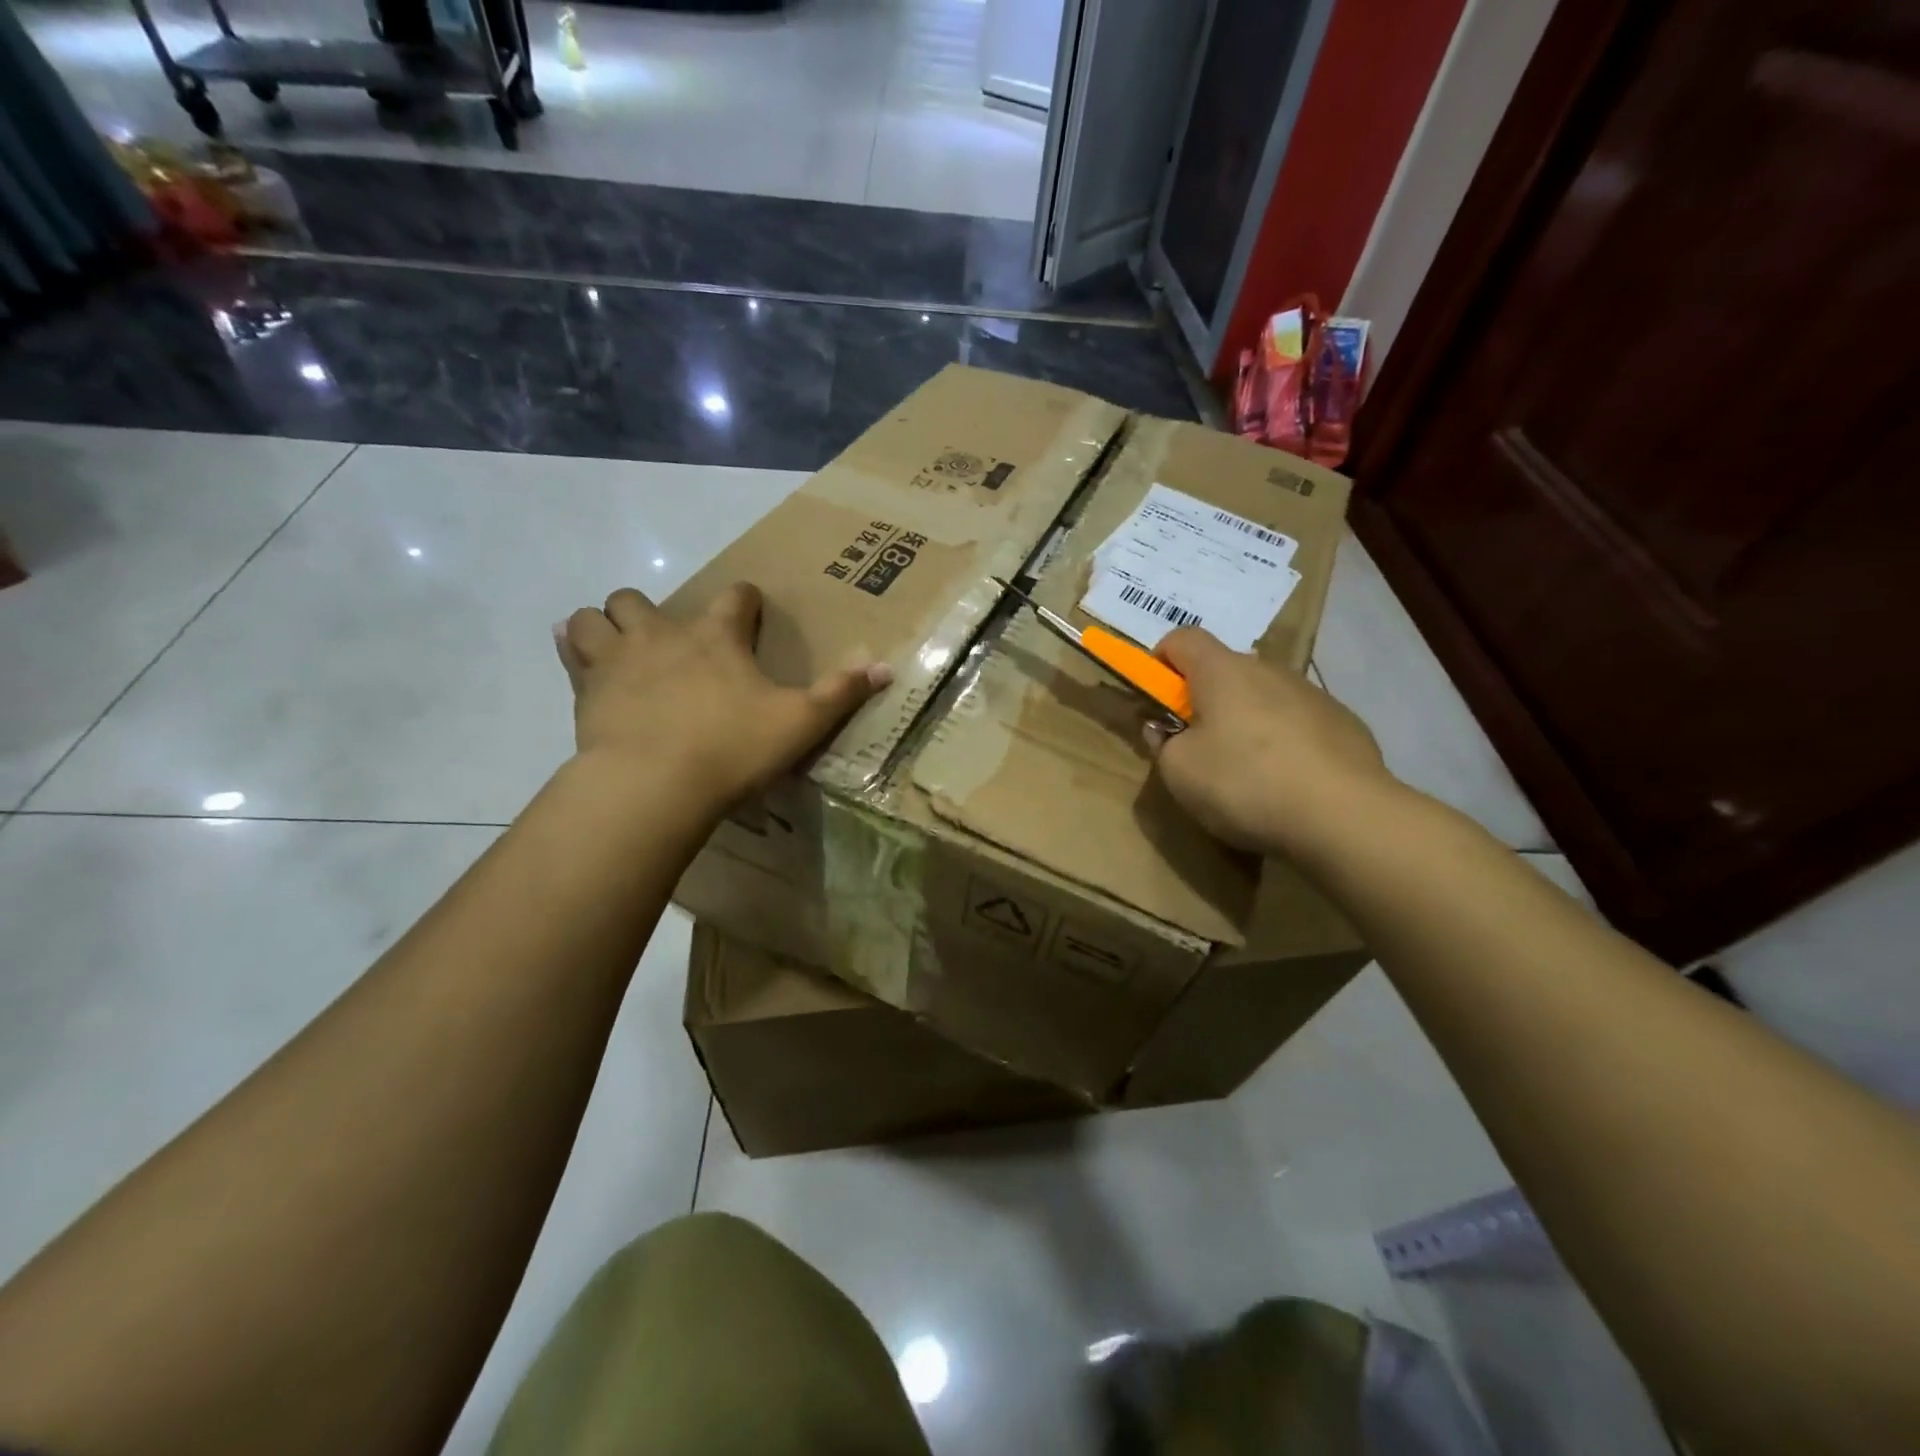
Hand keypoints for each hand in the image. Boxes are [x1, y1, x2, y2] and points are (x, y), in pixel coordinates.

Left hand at [555, 583, 891, 810]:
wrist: (654, 783)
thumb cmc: (732, 748)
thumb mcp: (800, 723)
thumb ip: (841, 694)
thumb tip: (887, 668)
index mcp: (717, 636)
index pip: (735, 597)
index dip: (745, 602)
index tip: (749, 614)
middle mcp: (663, 634)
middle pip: (643, 598)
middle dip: (653, 612)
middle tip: (668, 644)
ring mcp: (619, 658)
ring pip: (596, 616)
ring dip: (605, 624)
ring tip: (619, 649)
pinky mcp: (586, 687)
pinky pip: (570, 649)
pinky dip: (575, 649)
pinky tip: (583, 663)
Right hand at [1145, 627, 1398, 858]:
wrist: (1344, 816)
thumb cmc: (1244, 783)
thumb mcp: (1179, 771)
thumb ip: (1163, 744)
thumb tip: (1165, 730)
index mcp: (1222, 671)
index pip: (1182, 638)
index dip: (1160, 660)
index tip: (1155, 697)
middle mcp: (1269, 670)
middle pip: (1225, 670)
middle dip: (1204, 699)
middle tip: (1195, 745)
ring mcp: (1313, 694)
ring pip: (1264, 697)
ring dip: (1246, 721)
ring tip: (1245, 773)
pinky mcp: (1344, 724)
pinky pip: (1299, 723)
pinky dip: (1284, 743)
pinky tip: (1286, 784)